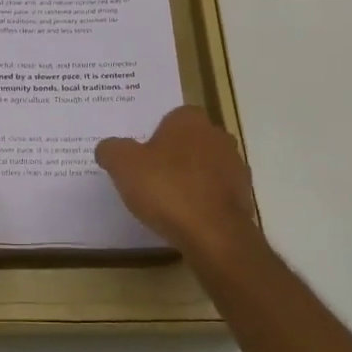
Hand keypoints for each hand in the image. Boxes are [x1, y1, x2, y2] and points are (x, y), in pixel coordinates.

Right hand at [96, 106, 263, 266]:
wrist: (213, 234)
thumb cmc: (166, 188)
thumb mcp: (123, 165)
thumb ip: (111, 150)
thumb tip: (108, 147)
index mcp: (190, 120)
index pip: (171, 118)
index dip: (155, 136)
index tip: (141, 157)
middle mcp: (218, 136)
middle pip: (190, 141)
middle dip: (173, 156)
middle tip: (150, 177)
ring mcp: (235, 166)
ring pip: (205, 167)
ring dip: (190, 179)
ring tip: (167, 202)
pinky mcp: (243, 196)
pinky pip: (216, 192)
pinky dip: (203, 201)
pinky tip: (186, 217)